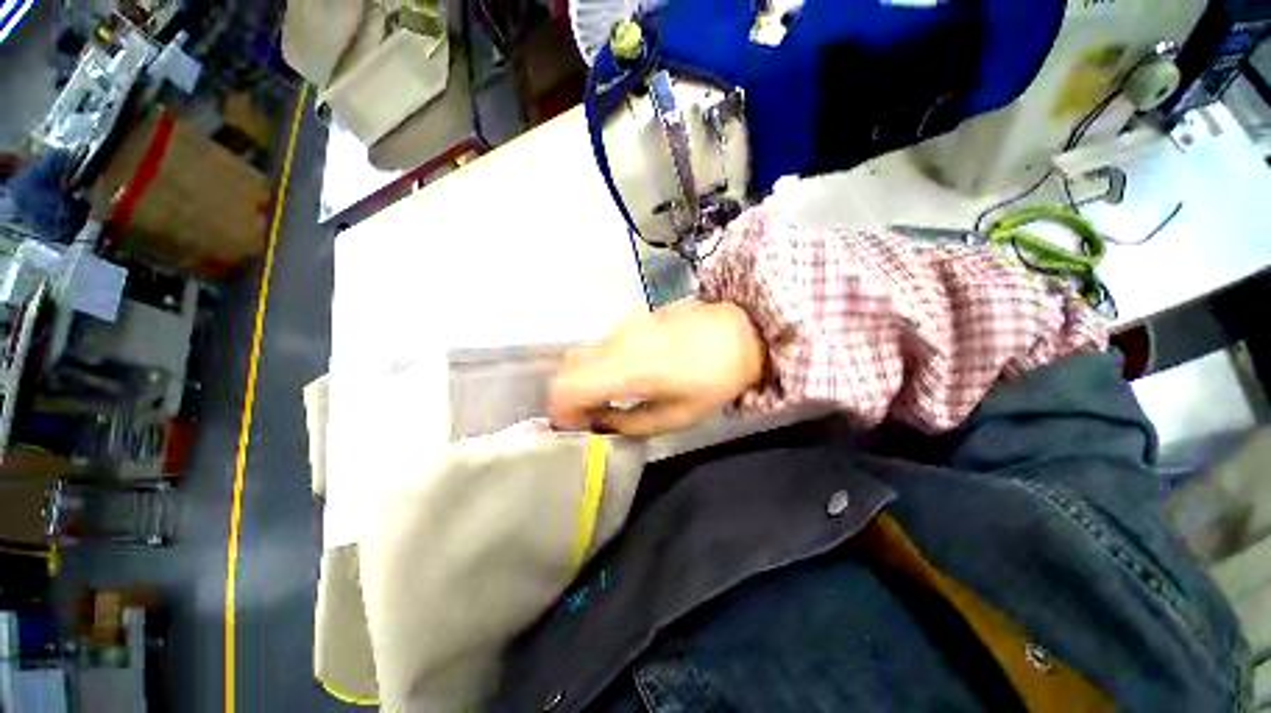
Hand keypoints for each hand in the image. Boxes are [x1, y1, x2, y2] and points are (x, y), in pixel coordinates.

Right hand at [549, 301, 766, 436]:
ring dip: (585, 380)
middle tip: (590, 416)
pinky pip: (603, 346)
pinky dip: (600, 366)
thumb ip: (630, 424)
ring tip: (608, 399)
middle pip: (569, 368)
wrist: (739, 332)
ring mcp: (624, 327)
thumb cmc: (714, 380)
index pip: (568, 385)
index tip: (575, 426)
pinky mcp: (633, 321)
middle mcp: (617, 342)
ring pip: (585, 355)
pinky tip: (623, 377)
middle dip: (570, 396)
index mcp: (627, 369)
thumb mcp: (676, 416)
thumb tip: (601, 423)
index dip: (561, 409)